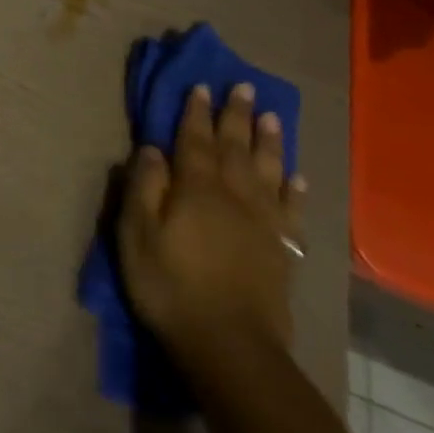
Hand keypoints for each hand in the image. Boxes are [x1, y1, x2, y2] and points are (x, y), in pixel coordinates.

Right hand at [117, 82, 305, 372]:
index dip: (195, 113)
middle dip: (237, 116)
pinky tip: (297, 177)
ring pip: (268, 171)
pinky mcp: (282, 250)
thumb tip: (151, 150)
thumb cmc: (170, 286)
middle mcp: (234, 197)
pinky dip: (294, 190)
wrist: (230, 345)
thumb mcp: (136, 235)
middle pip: (236, 148)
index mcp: (196, 189)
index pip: (194, 140)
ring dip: (269, 142)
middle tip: (244, 87)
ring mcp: (263, 223)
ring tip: (273, 117)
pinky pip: (291, 210)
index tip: (200, 86)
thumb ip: (144, 188)